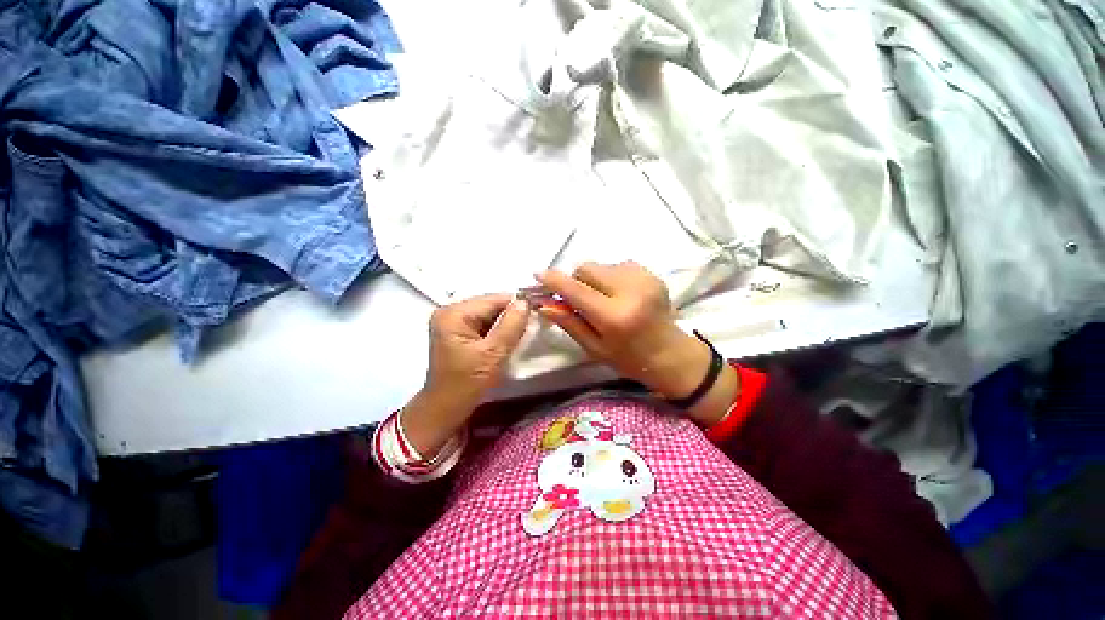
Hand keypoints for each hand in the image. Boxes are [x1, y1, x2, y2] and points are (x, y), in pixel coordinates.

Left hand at [403, 294, 529, 456]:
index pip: (493, 299)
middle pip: (490, 305)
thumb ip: (511, 325)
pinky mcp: (457, 331)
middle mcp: (450, 311)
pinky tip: (505, 341)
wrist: (446, 408)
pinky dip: (496, 330)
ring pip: (488, 314)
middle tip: (528, 328)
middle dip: (510, 315)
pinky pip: (483, 323)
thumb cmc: (467, 383)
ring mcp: (452, 321)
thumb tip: (526, 301)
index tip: (537, 314)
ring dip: (505, 323)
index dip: (516, 305)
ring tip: (517, 336)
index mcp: (454, 313)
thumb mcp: (493, 353)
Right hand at [535, 261, 738, 424]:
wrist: (670, 354)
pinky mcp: (651, 273)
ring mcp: (644, 279)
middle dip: (576, 281)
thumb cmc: (628, 358)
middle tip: (579, 299)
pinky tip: (619, 295)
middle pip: (587, 269)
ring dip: (594, 279)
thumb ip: (569, 323)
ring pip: (601, 266)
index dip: (555, 280)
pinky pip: (617, 265)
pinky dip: (610, 277)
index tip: (538, 274)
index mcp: (614, 317)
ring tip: (603, 299)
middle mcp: (630, 291)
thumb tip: (543, 305)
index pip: (576, 290)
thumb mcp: (594, 347)